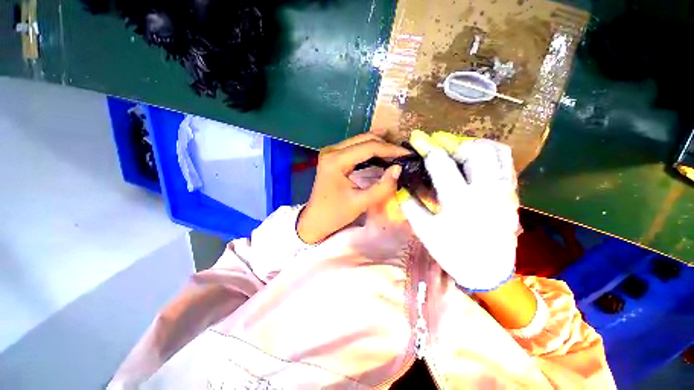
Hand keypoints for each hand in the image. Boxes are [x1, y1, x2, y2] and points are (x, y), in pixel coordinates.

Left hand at [297, 134, 409, 243]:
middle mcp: (331, 150)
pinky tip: (381, 154)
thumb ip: (382, 187)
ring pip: (360, 140)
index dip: (391, 149)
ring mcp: (330, 152)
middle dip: (386, 145)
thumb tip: (398, 168)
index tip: (408, 154)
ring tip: (396, 153)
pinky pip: (355, 147)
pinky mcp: (332, 156)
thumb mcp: (361, 203)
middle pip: (364, 139)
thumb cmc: (335, 214)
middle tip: (404, 154)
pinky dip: (370, 150)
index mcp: (336, 160)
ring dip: (379, 145)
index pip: (369, 147)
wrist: (315, 220)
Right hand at [401, 132, 518, 290]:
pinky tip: (475, 158)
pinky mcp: (512, 193)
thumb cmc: (453, 252)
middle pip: (473, 149)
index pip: (440, 163)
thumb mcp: (425, 231)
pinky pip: (505, 161)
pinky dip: (489, 152)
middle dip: (451, 141)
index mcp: (460, 201)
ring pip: (495, 151)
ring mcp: (504, 190)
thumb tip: (401, 186)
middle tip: (437, 145)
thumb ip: (410, 206)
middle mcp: (486, 190)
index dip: (426, 147)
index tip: (417, 137)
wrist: (488, 271)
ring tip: (456, 149)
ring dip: (472, 144)